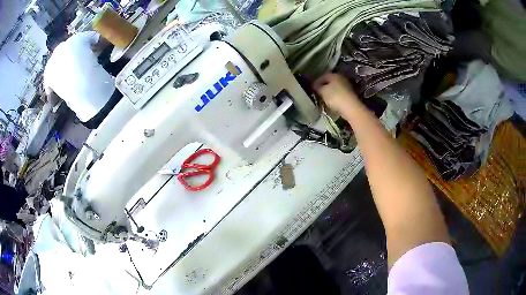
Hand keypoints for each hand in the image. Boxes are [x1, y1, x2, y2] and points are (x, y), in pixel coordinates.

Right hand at [313, 73, 358, 113]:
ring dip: (329, 93)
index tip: (312, 88)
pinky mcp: (350, 95)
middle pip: (329, 82)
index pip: (322, 76)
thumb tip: (314, 85)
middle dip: (323, 87)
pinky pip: (339, 94)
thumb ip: (317, 87)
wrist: (351, 108)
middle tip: (317, 94)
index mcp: (334, 75)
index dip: (316, 82)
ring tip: (324, 99)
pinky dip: (335, 97)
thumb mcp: (322, 91)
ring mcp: (347, 86)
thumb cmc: (335, 97)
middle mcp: (341, 78)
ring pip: (335, 88)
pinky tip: (332, 103)